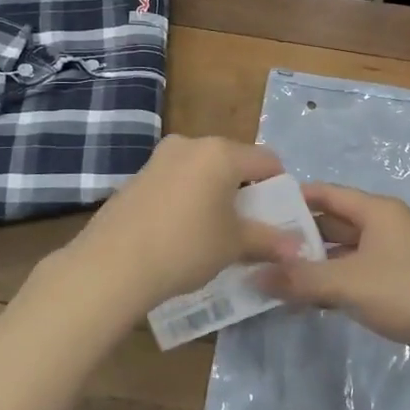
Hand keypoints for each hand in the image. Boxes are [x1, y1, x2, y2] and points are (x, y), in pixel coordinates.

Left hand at [60, 135, 298, 318]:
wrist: (112, 265)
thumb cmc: (186, 247)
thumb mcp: (234, 245)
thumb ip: (268, 240)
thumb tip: (298, 248)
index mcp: (220, 152)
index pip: (266, 160)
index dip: (279, 187)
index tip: (279, 215)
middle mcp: (190, 145)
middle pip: (232, 162)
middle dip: (245, 191)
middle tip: (249, 225)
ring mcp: (159, 159)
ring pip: (202, 171)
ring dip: (215, 195)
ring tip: (214, 232)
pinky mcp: (136, 177)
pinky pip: (176, 182)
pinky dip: (188, 199)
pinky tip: (181, 233)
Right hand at [258, 183, 409, 374]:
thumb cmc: (408, 292)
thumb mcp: (348, 283)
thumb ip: (300, 279)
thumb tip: (253, 277)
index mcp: (375, 211)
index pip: (325, 194)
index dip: (292, 199)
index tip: (256, 212)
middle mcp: (383, 226)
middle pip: (332, 224)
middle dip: (296, 238)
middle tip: (255, 251)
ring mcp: (391, 257)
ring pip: (341, 254)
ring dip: (311, 265)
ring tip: (270, 279)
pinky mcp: (396, 286)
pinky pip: (353, 277)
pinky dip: (330, 285)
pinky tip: (304, 302)